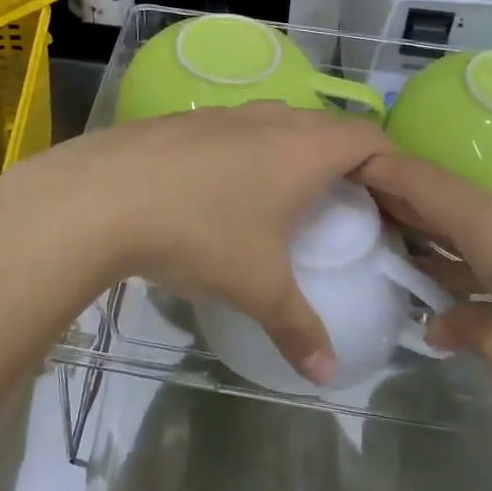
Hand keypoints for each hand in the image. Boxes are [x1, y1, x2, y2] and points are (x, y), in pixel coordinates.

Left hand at [0, 104, 390, 382]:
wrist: (102, 195)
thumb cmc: (200, 232)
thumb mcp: (257, 286)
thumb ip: (298, 329)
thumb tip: (326, 376)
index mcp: (304, 148)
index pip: (369, 138)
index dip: (388, 164)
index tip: (388, 202)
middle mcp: (269, 119)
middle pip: (323, 127)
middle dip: (340, 162)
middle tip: (340, 207)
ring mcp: (222, 114)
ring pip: (274, 124)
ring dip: (288, 153)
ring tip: (281, 200)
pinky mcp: (183, 120)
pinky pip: (232, 130)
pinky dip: (243, 152)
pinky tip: (217, 192)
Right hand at [355, 153, 491, 469]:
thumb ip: (464, 328)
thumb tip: (439, 319)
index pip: (416, 178)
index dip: (372, 170)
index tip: (334, 177)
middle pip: (447, 197)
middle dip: (402, 213)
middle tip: (362, 237)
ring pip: (483, 222)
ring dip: (446, 243)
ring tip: (412, 272)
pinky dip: (485, 257)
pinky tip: (479, 294)